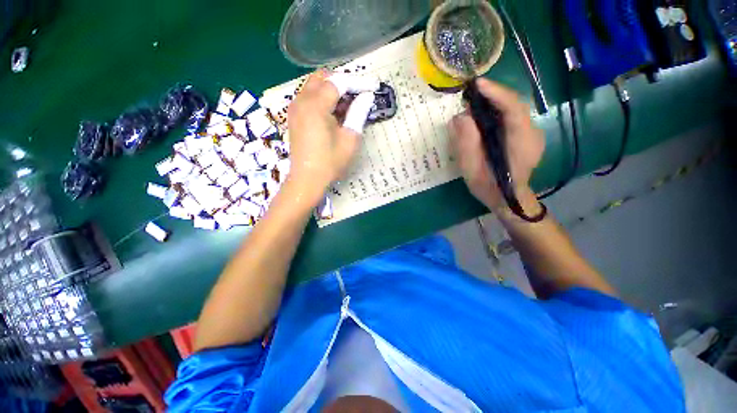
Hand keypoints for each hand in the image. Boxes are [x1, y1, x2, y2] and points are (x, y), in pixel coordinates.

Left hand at [285, 70, 375, 204]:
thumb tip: (367, 96)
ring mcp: (295, 108)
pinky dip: (322, 98)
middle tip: (359, 94)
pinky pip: (308, 97)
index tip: (373, 86)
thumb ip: (358, 113)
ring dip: (332, 89)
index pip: (338, 82)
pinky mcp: (293, 117)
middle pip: (323, 77)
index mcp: (316, 105)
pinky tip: (333, 112)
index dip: (358, 82)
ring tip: (348, 104)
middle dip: (343, 81)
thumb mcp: (350, 138)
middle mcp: (301, 101)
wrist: (307, 179)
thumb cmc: (330, 162)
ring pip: (314, 86)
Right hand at [449, 78, 544, 210]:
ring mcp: (532, 134)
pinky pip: (512, 118)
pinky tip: (483, 117)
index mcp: (522, 142)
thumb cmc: (489, 187)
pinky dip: (497, 112)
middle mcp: (532, 133)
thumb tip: (459, 118)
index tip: (476, 85)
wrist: (508, 200)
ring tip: (473, 105)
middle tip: (469, 96)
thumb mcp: (471, 168)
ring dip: (493, 103)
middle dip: (492, 96)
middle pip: (514, 105)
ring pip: (513, 110)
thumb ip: (466, 143)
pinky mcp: (526, 136)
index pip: (513, 108)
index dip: (495, 93)